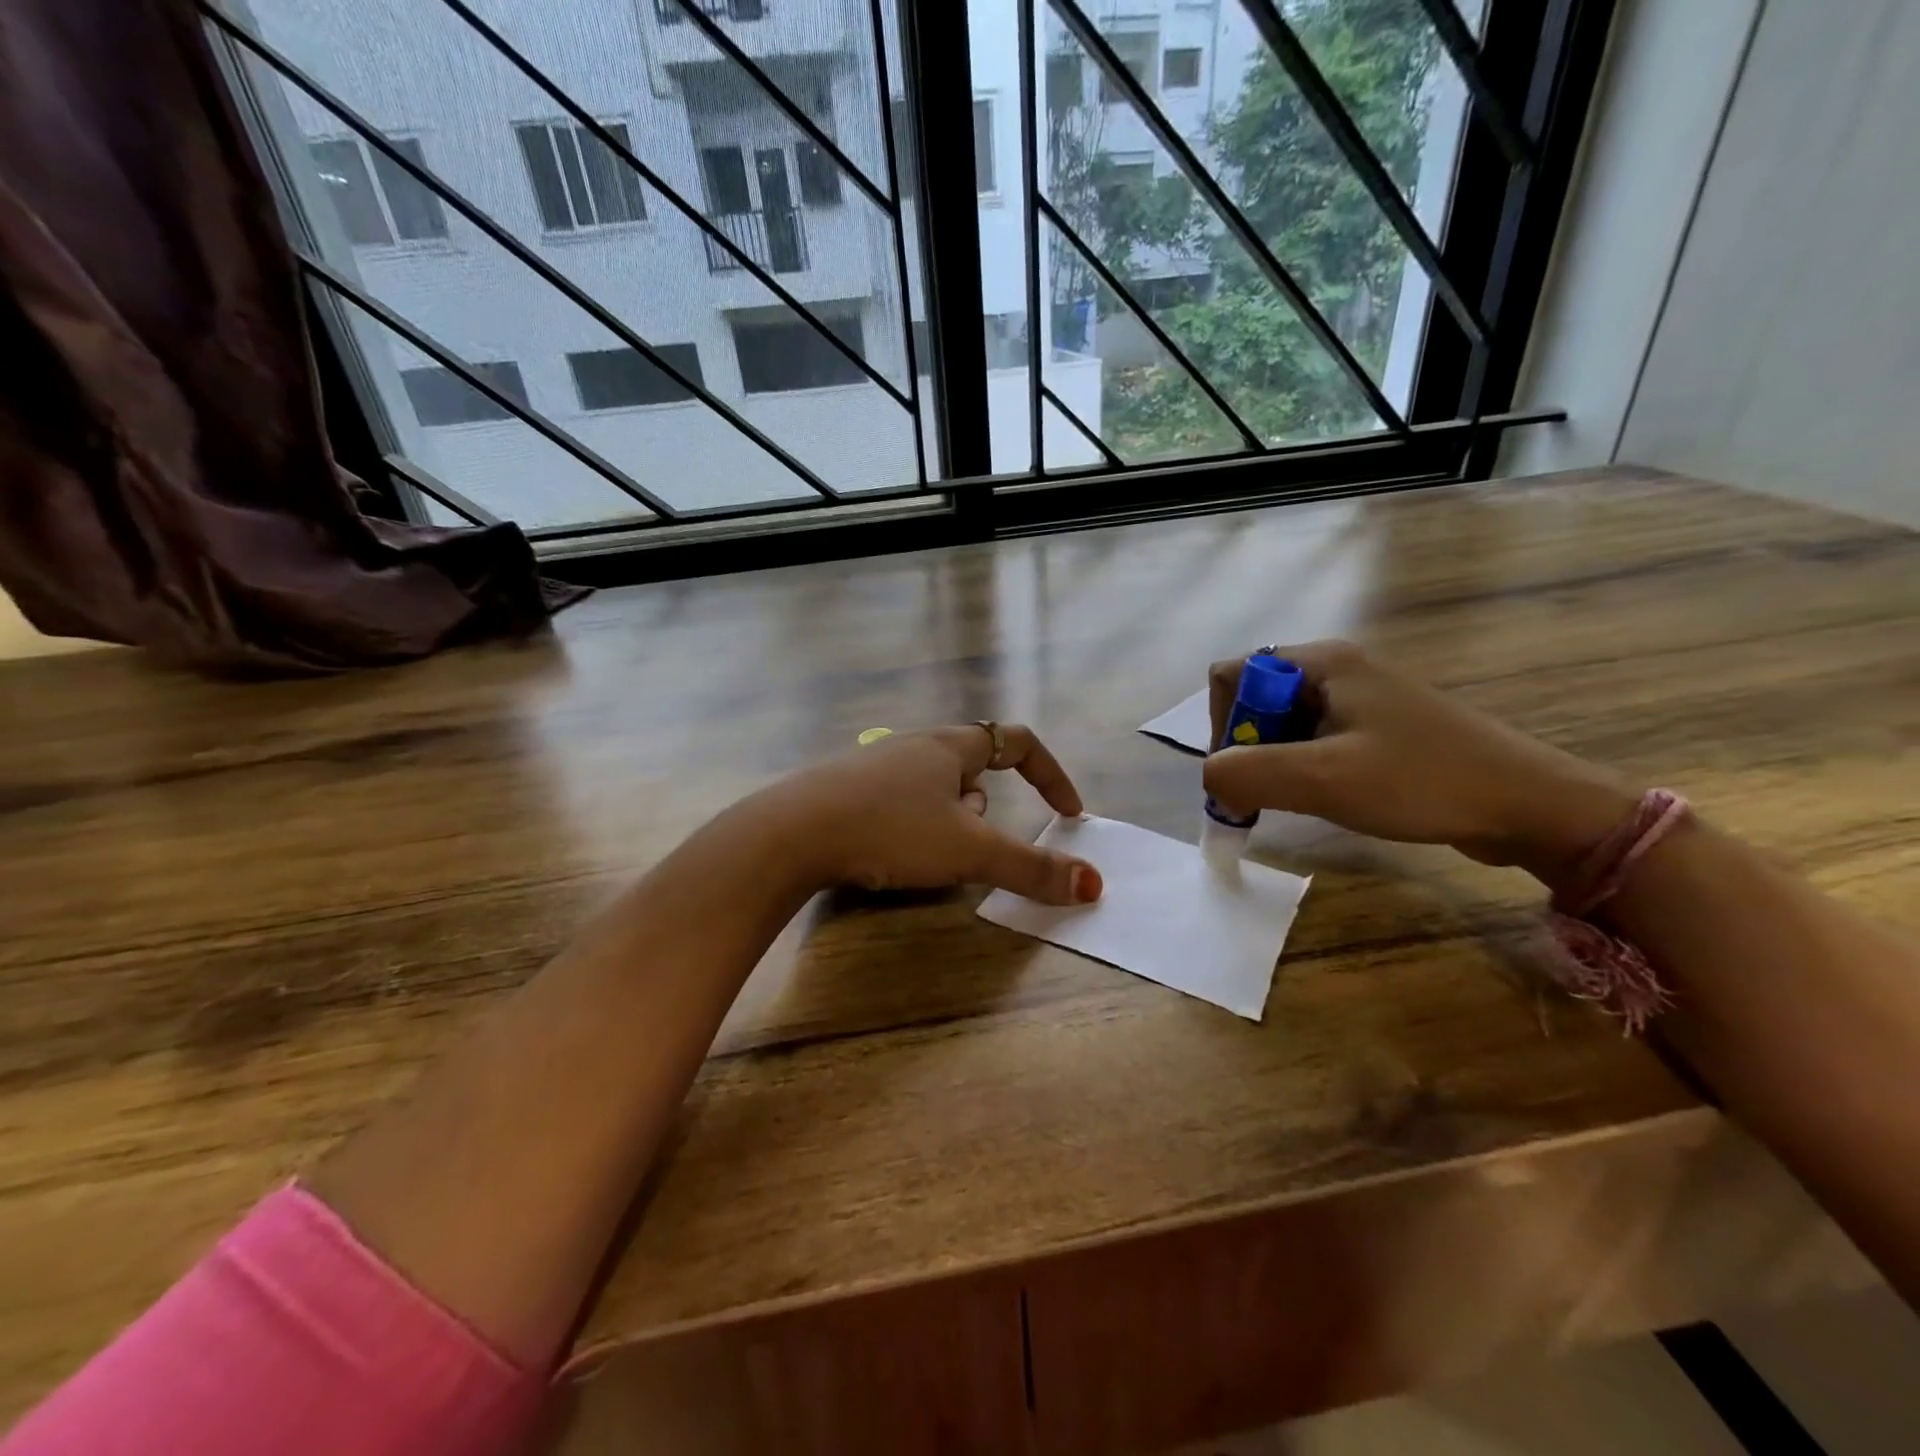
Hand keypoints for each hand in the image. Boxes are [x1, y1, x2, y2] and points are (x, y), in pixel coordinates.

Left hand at [754, 724, 1103, 905]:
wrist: (789, 833)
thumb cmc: (889, 830)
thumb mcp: (968, 851)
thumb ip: (1030, 868)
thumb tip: (1092, 884)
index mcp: (952, 745)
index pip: (1020, 743)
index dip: (1051, 776)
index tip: (1066, 814)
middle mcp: (916, 746)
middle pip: (976, 766)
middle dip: (989, 809)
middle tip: (976, 847)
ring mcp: (876, 765)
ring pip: (936, 787)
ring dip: (950, 818)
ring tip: (929, 854)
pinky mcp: (846, 789)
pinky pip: (899, 802)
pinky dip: (912, 825)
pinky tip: (890, 852)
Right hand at [1202, 642, 1637, 887]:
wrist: (1530, 806)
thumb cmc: (1422, 781)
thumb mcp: (1322, 779)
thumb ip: (1246, 773)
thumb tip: (1211, 778)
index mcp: (1321, 663)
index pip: (1231, 676)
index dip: (1223, 724)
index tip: (1243, 772)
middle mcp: (1337, 670)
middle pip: (1254, 700)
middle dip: (1247, 749)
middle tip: (1266, 795)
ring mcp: (1360, 699)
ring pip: (1282, 724)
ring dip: (1274, 764)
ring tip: (1299, 800)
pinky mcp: (1379, 729)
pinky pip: (1314, 741)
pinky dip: (1302, 770)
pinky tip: (1327, 798)